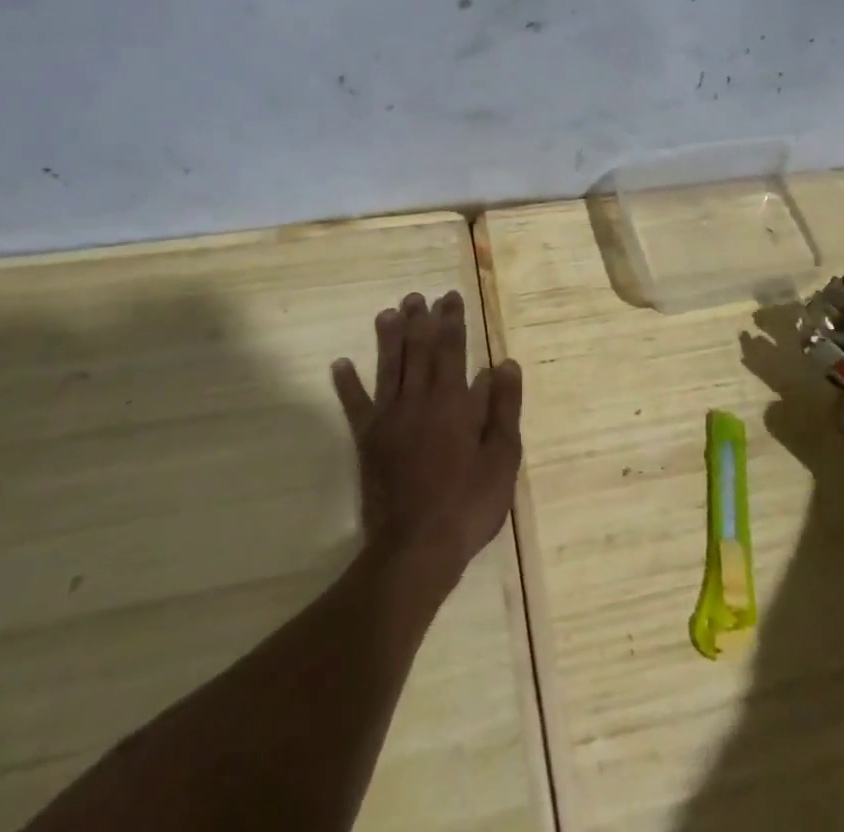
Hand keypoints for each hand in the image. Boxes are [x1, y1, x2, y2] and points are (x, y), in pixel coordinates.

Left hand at [331, 291, 523, 582]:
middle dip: (420, 321)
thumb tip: (504, 363)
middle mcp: (419, 400)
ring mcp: (389, 418)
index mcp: (453, 402)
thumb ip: (503, 408)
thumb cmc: (468, 504)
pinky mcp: (368, 440)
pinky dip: (347, 384)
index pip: (453, 349)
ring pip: (389, 368)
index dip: (452, 321)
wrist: (416, 547)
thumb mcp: (502, 458)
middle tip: (418, 296)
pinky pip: (355, 405)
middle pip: (419, 351)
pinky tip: (339, 363)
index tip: (450, 297)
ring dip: (388, 338)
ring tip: (387, 312)